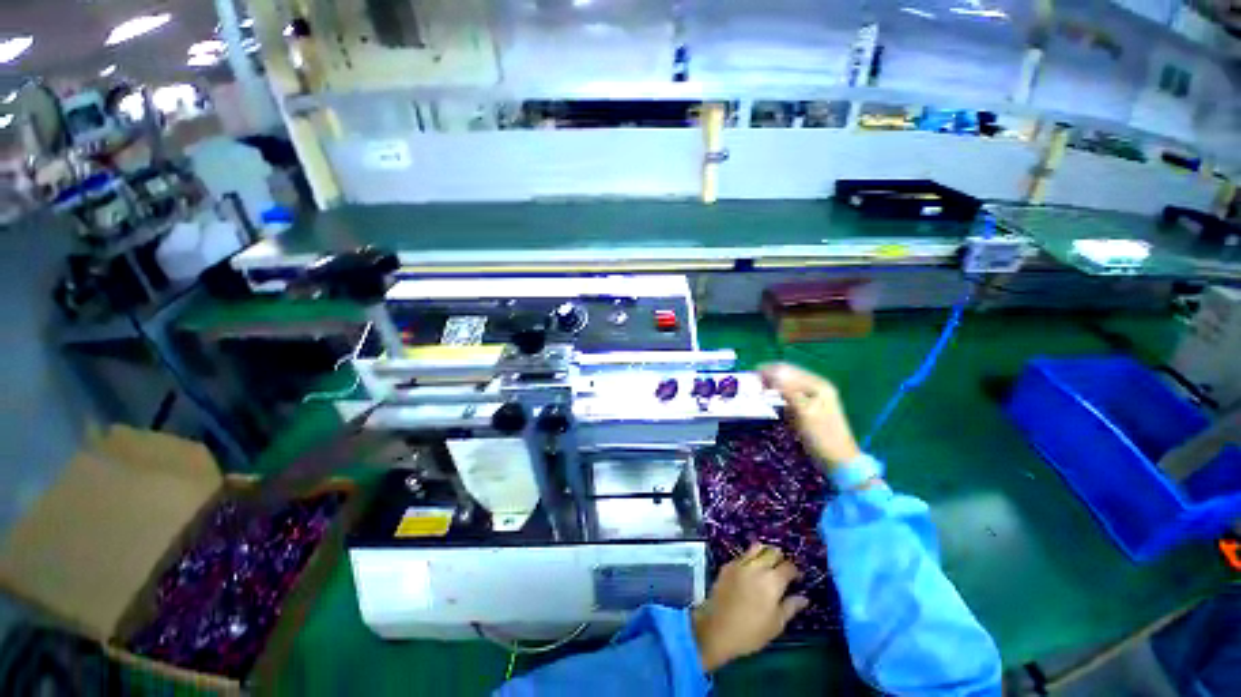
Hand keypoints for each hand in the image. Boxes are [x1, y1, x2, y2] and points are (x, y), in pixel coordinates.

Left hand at [691, 543, 808, 671]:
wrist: (718, 628)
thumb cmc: (752, 631)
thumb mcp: (777, 624)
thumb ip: (791, 607)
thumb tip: (804, 598)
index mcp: (773, 580)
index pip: (788, 566)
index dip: (795, 571)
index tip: (797, 579)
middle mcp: (757, 566)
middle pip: (772, 551)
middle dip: (780, 558)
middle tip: (782, 570)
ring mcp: (740, 563)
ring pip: (755, 547)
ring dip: (764, 552)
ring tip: (766, 564)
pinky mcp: (727, 565)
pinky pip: (742, 555)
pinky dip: (749, 558)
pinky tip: (749, 571)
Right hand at [759, 363, 861, 468]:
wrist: (838, 461)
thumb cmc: (822, 435)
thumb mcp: (804, 411)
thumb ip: (788, 390)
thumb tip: (770, 373)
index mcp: (818, 384)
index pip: (788, 370)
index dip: (768, 370)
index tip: (751, 377)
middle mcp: (816, 386)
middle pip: (787, 375)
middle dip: (769, 377)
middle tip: (752, 384)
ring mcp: (812, 397)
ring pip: (786, 385)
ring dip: (772, 386)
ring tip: (757, 391)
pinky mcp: (807, 407)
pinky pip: (788, 395)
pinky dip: (777, 396)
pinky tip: (769, 400)